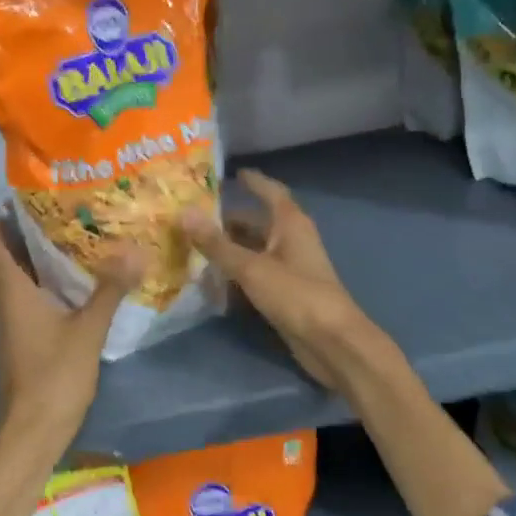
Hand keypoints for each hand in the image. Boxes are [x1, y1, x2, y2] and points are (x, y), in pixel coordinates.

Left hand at [0, 209, 139, 446]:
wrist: (32, 430)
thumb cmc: (54, 376)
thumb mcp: (88, 329)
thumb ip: (109, 289)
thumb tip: (135, 250)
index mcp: (11, 293)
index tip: (2, 193)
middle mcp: (1, 303)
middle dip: (1, 232)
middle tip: (27, 208)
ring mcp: (5, 324)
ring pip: (0, 280)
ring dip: (10, 255)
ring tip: (40, 233)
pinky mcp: (14, 340)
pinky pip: (11, 298)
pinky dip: (22, 280)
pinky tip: (51, 279)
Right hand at [182, 170, 376, 393]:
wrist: (331, 342)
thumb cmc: (295, 294)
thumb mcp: (251, 267)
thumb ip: (216, 243)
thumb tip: (184, 213)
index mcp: (290, 224)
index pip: (270, 192)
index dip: (253, 181)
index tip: (231, 173)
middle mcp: (291, 240)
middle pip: (258, 222)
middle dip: (229, 219)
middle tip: (194, 216)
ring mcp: (290, 268)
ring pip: (255, 249)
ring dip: (230, 247)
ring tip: (194, 245)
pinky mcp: (286, 292)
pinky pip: (256, 274)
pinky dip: (236, 272)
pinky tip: (212, 279)